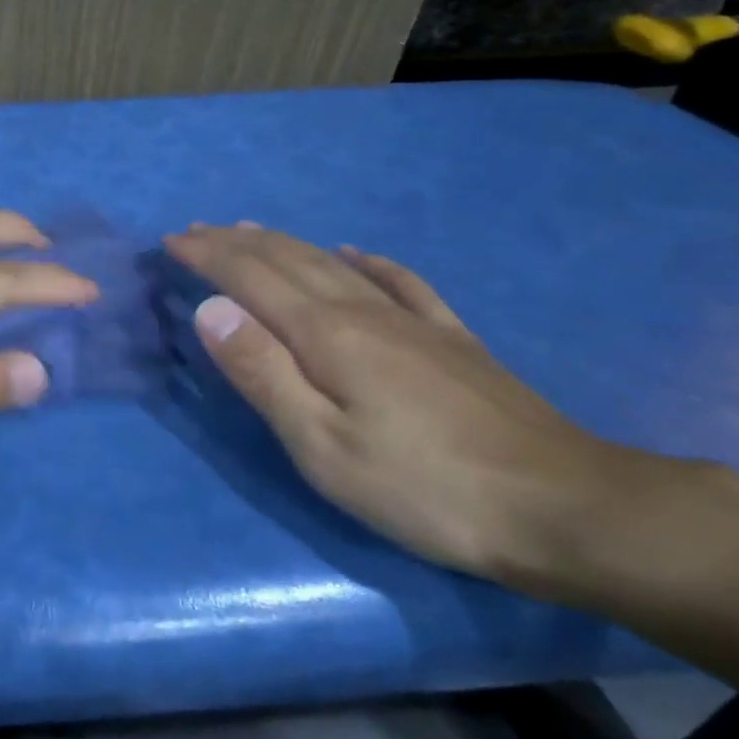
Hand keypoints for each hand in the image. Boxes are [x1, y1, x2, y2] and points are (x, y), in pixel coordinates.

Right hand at [165, 223, 666, 587]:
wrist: (567, 508)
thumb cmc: (424, 488)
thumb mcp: (323, 446)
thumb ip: (263, 373)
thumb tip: (209, 309)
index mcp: (326, 334)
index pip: (250, 277)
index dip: (207, 256)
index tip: (171, 241)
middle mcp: (363, 312)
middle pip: (288, 260)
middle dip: (236, 242)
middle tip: (197, 230)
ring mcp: (413, 321)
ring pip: (333, 264)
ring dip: (285, 243)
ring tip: (252, 231)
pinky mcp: (451, 340)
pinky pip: (399, 282)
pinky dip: (366, 260)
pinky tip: (355, 253)